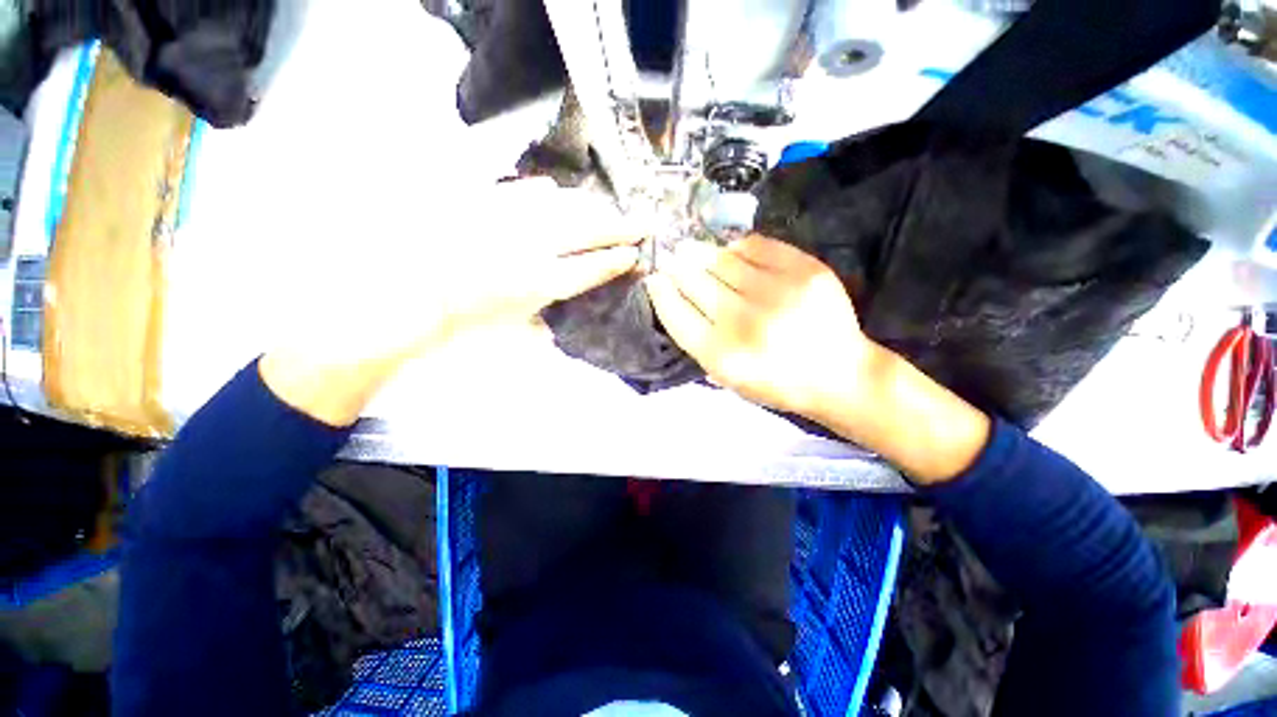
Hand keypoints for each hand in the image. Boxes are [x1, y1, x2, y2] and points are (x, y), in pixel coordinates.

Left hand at [261, 180, 640, 425]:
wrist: (402, 295)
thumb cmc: (459, 323)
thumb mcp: (507, 335)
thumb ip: (541, 328)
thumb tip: (556, 326)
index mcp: (542, 282)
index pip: (592, 267)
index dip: (616, 260)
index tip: (635, 254)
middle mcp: (535, 247)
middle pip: (589, 231)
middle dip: (621, 227)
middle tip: (644, 222)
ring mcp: (510, 220)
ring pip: (565, 206)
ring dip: (591, 208)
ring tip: (607, 209)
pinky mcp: (485, 202)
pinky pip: (525, 191)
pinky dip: (545, 193)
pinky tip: (555, 192)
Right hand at [644, 235, 871, 418]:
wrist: (838, 375)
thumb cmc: (776, 382)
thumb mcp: (728, 378)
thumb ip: (699, 343)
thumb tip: (675, 299)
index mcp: (722, 355)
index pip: (677, 314)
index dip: (661, 293)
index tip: (654, 279)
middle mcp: (744, 322)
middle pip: (695, 283)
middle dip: (677, 267)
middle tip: (670, 256)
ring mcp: (776, 293)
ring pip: (723, 260)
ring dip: (701, 252)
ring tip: (692, 248)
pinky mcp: (804, 271)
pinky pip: (757, 247)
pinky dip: (738, 247)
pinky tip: (730, 249)